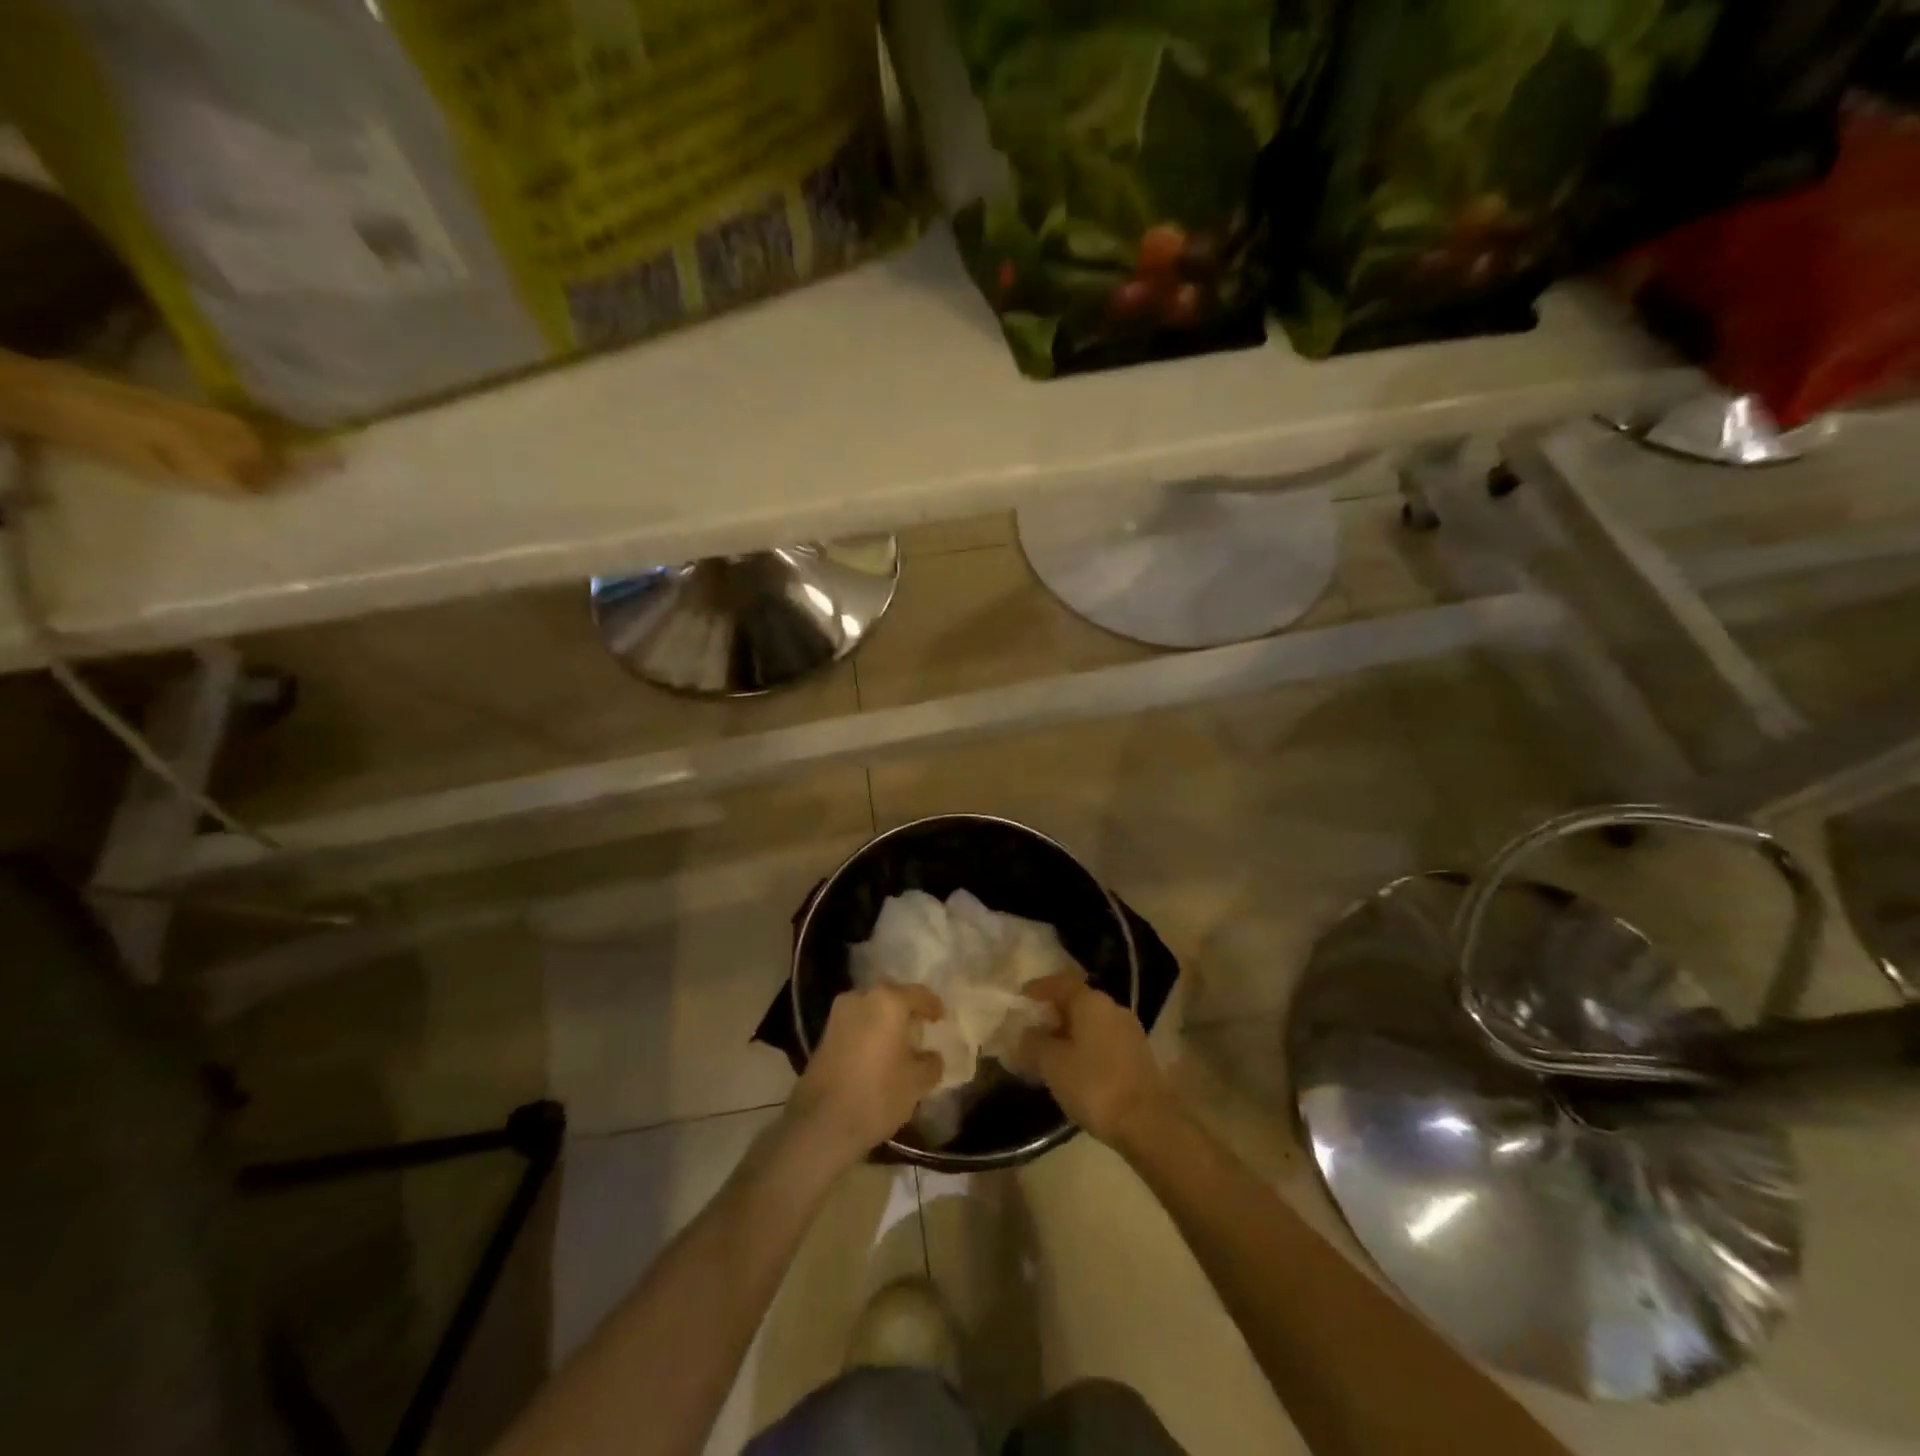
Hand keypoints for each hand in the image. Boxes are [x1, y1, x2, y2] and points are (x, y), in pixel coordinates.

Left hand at [787, 985, 943, 1168]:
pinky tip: (877, 1054)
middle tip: (920, 1029)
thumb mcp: (918, 1082)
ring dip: (885, 1022)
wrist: (821, 1123)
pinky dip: (869, 1033)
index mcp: (888, 1001)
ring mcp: (838, 1015)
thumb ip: (931, 1063)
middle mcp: (861, 997)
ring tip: (899, 1044)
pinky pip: (856, 1025)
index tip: (941, 1018)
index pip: (919, 994)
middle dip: (906, 1011)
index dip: (933, 1006)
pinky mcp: (824, 1035)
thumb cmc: (878, 1095)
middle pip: (892, 998)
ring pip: (871, 1010)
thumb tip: (931, 1056)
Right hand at [1017, 976, 1172, 1144]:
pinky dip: (1085, 1048)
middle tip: (1030, 1033)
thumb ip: (1033, 1042)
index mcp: (1091, 1001)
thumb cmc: (1094, 1085)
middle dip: (1051, 1015)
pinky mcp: (1138, 1055)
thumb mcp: (1052, 1064)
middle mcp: (1112, 1008)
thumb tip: (1026, 1033)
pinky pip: (1103, 1041)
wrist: (1148, 1123)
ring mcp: (1129, 1031)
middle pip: (1075, 1002)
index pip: (1059, 983)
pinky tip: (1074, 1070)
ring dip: (1068, 1034)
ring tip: (1048, 1055)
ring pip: (1090, 1023)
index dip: (1037, 990)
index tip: (1019, 1003)